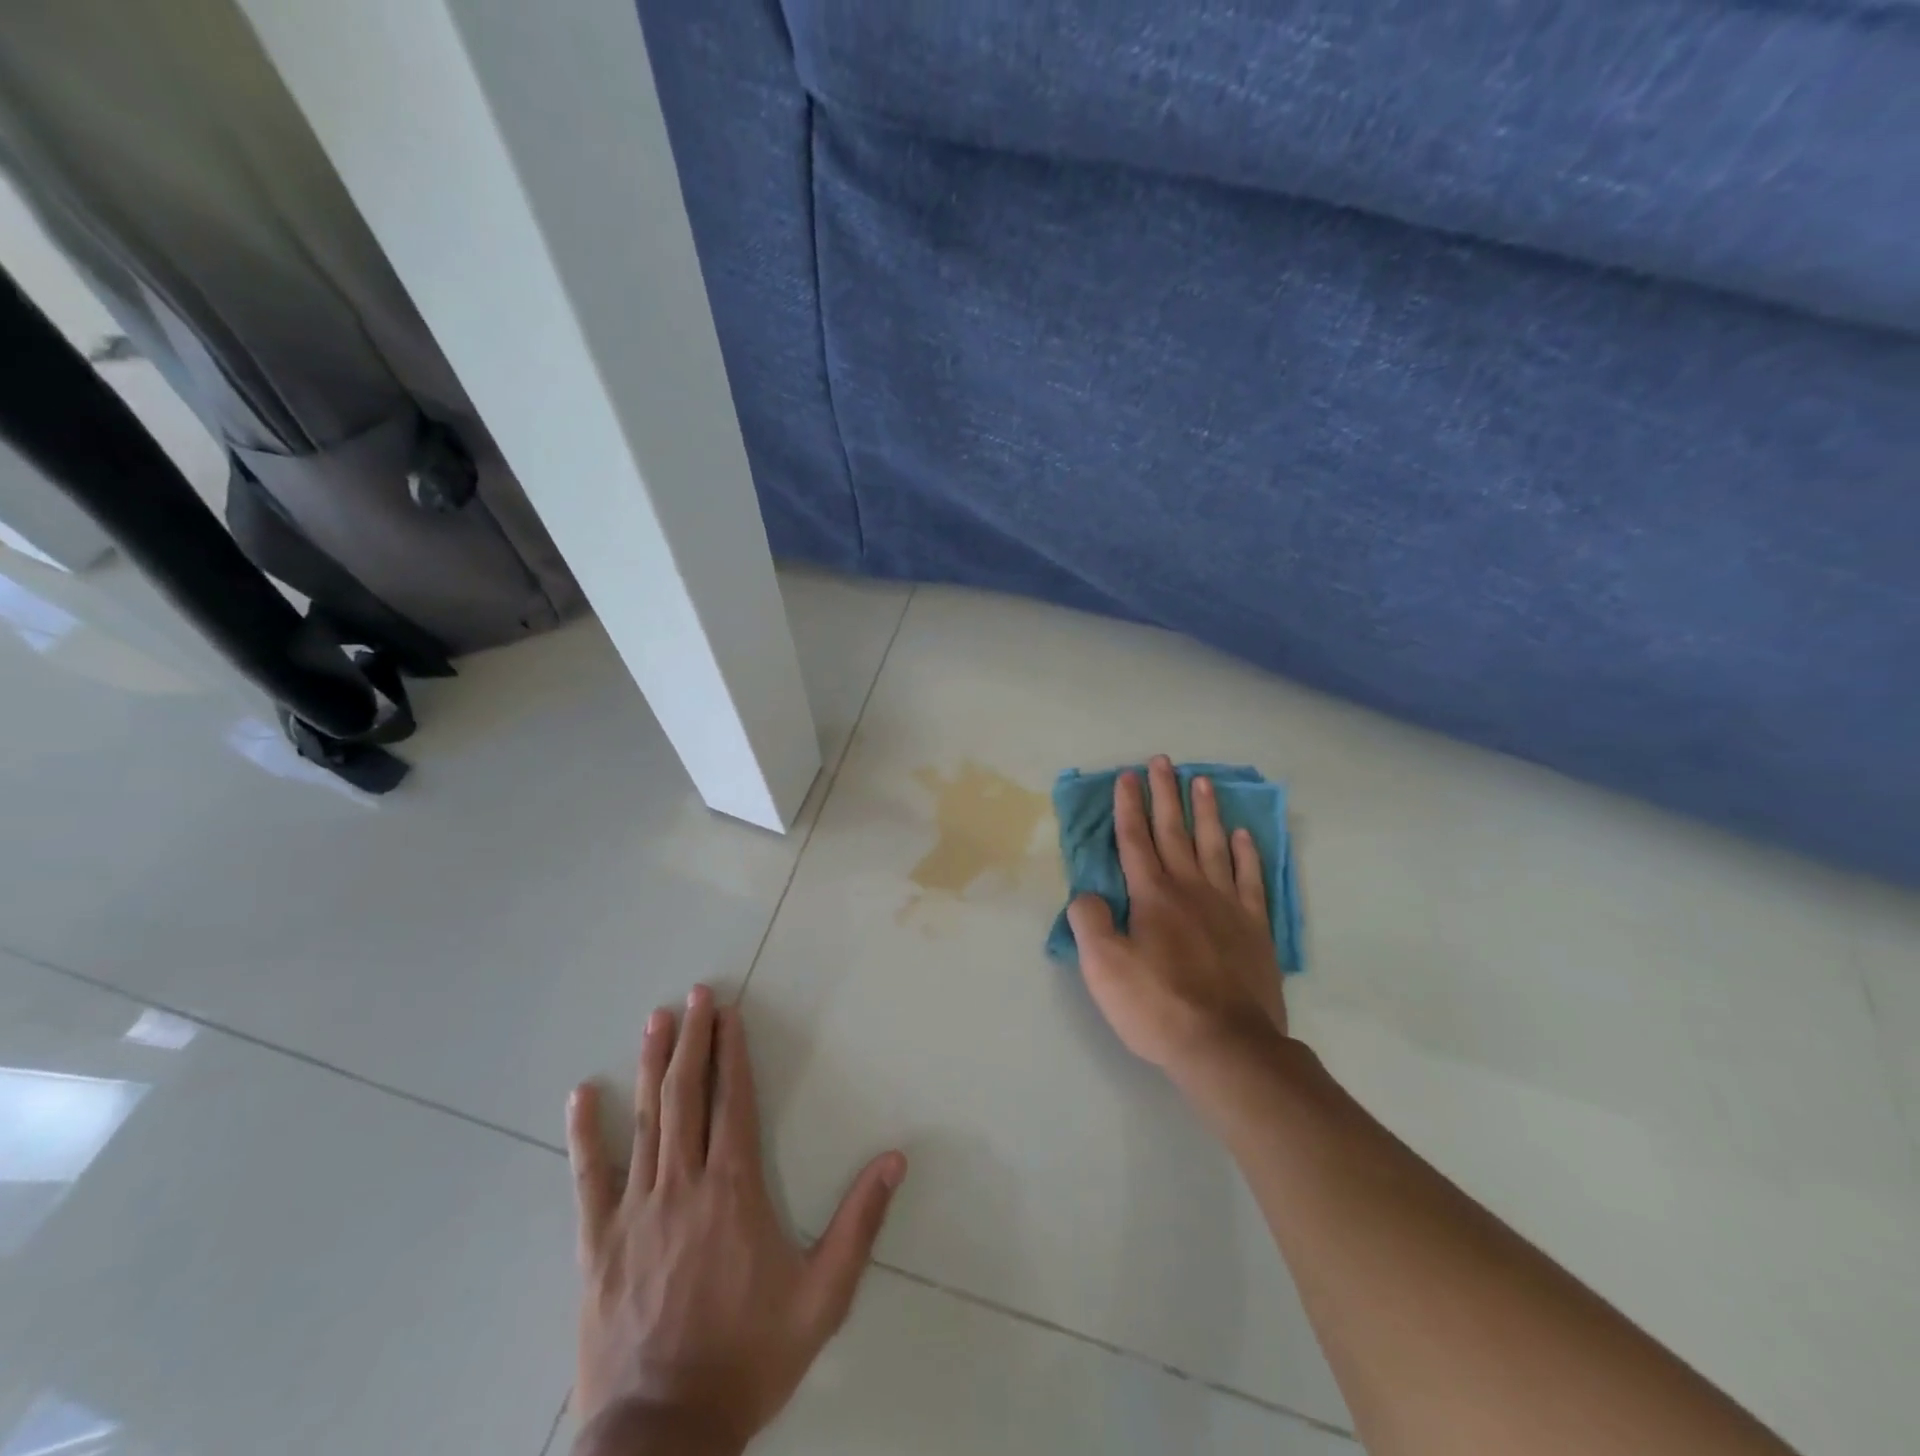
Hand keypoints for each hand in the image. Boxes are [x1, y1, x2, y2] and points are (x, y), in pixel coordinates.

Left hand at [567, 987, 906, 1454]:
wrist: (661, 1437)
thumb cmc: (748, 1359)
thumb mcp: (822, 1298)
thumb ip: (859, 1224)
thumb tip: (895, 1159)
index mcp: (734, 1191)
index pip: (735, 1102)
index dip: (732, 1053)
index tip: (729, 1014)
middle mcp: (684, 1185)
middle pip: (688, 1097)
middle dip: (693, 1040)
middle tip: (695, 995)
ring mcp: (636, 1211)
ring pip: (645, 1121)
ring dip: (652, 1066)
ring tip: (656, 1020)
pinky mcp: (597, 1244)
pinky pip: (589, 1178)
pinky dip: (585, 1133)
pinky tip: (581, 1095)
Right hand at [1068, 756, 1288, 1080]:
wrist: (1227, 1047)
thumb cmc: (1158, 1006)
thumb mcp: (1104, 968)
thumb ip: (1091, 923)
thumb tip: (1088, 895)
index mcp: (1151, 896)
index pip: (1135, 840)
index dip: (1128, 806)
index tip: (1128, 776)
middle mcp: (1189, 889)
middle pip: (1173, 832)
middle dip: (1164, 795)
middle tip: (1163, 761)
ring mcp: (1227, 905)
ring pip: (1213, 846)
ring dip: (1205, 812)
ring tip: (1201, 782)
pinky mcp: (1255, 928)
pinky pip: (1250, 880)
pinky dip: (1245, 854)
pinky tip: (1243, 835)